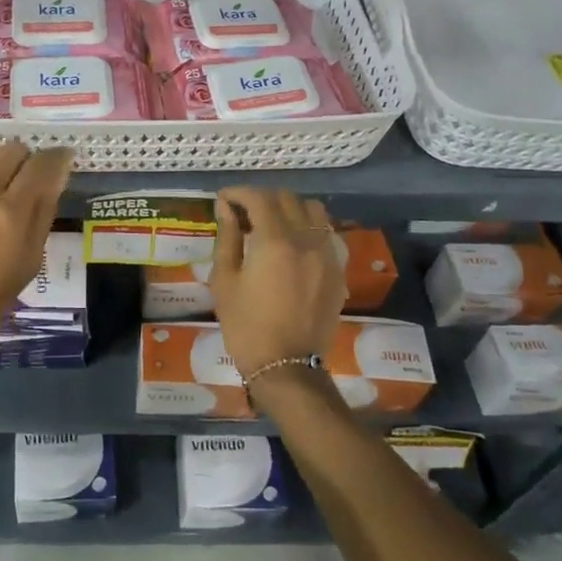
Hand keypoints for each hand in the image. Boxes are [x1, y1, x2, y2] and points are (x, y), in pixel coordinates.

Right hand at [210, 188, 345, 386]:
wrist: (287, 367)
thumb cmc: (246, 326)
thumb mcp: (225, 281)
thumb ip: (228, 238)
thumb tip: (226, 208)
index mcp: (275, 240)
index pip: (258, 198)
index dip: (238, 193)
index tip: (223, 200)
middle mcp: (306, 239)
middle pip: (287, 199)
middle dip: (262, 198)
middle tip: (243, 212)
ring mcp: (327, 254)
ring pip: (313, 211)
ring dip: (290, 208)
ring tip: (272, 223)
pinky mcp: (338, 271)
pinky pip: (325, 234)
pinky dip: (308, 228)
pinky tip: (293, 245)